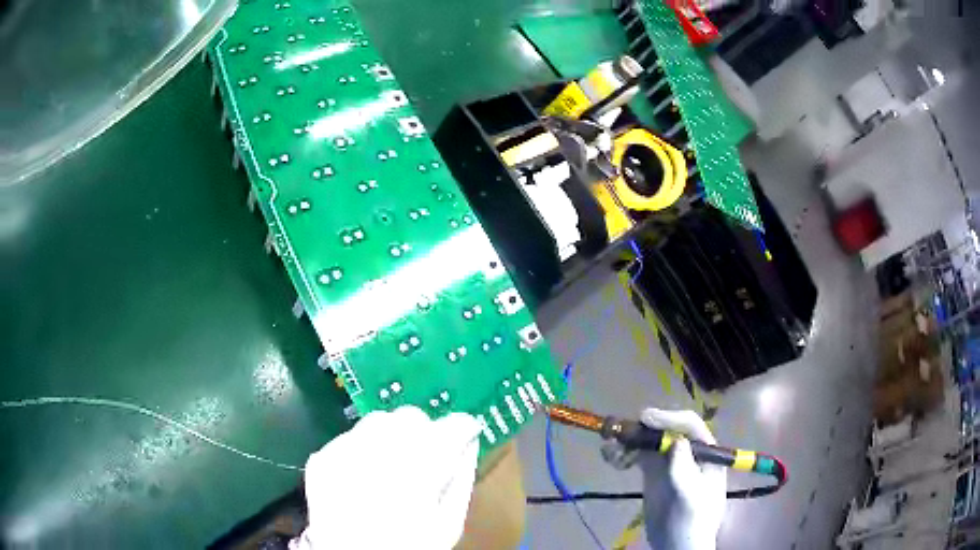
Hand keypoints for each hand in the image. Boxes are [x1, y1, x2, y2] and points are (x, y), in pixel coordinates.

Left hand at [295, 406, 481, 549]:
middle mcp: (380, 449)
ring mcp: (344, 451)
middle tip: (426, 459)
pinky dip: (362, 450)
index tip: (465, 437)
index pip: (453, 425)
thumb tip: (468, 444)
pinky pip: (349, 437)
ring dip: (392, 436)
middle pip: (412, 416)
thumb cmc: (408, 546)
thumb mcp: (449, 524)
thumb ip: (462, 479)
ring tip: (392, 467)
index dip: (463, 428)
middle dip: (425, 432)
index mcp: (421, 468)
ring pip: (378, 421)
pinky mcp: (322, 458)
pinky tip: (364, 477)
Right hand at [602, 409, 725, 549]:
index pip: (689, 425)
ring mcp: (670, 461)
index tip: (645, 418)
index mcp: (706, 451)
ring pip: (649, 440)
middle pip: (666, 429)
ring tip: (609, 449)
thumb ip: (685, 471)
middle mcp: (688, 450)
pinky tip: (611, 457)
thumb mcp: (691, 497)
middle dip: (644, 428)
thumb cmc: (692, 520)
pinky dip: (624, 452)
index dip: (668, 418)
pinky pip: (638, 455)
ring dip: (629, 440)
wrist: (678, 543)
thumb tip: (677, 442)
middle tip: (621, 433)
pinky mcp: (654, 472)